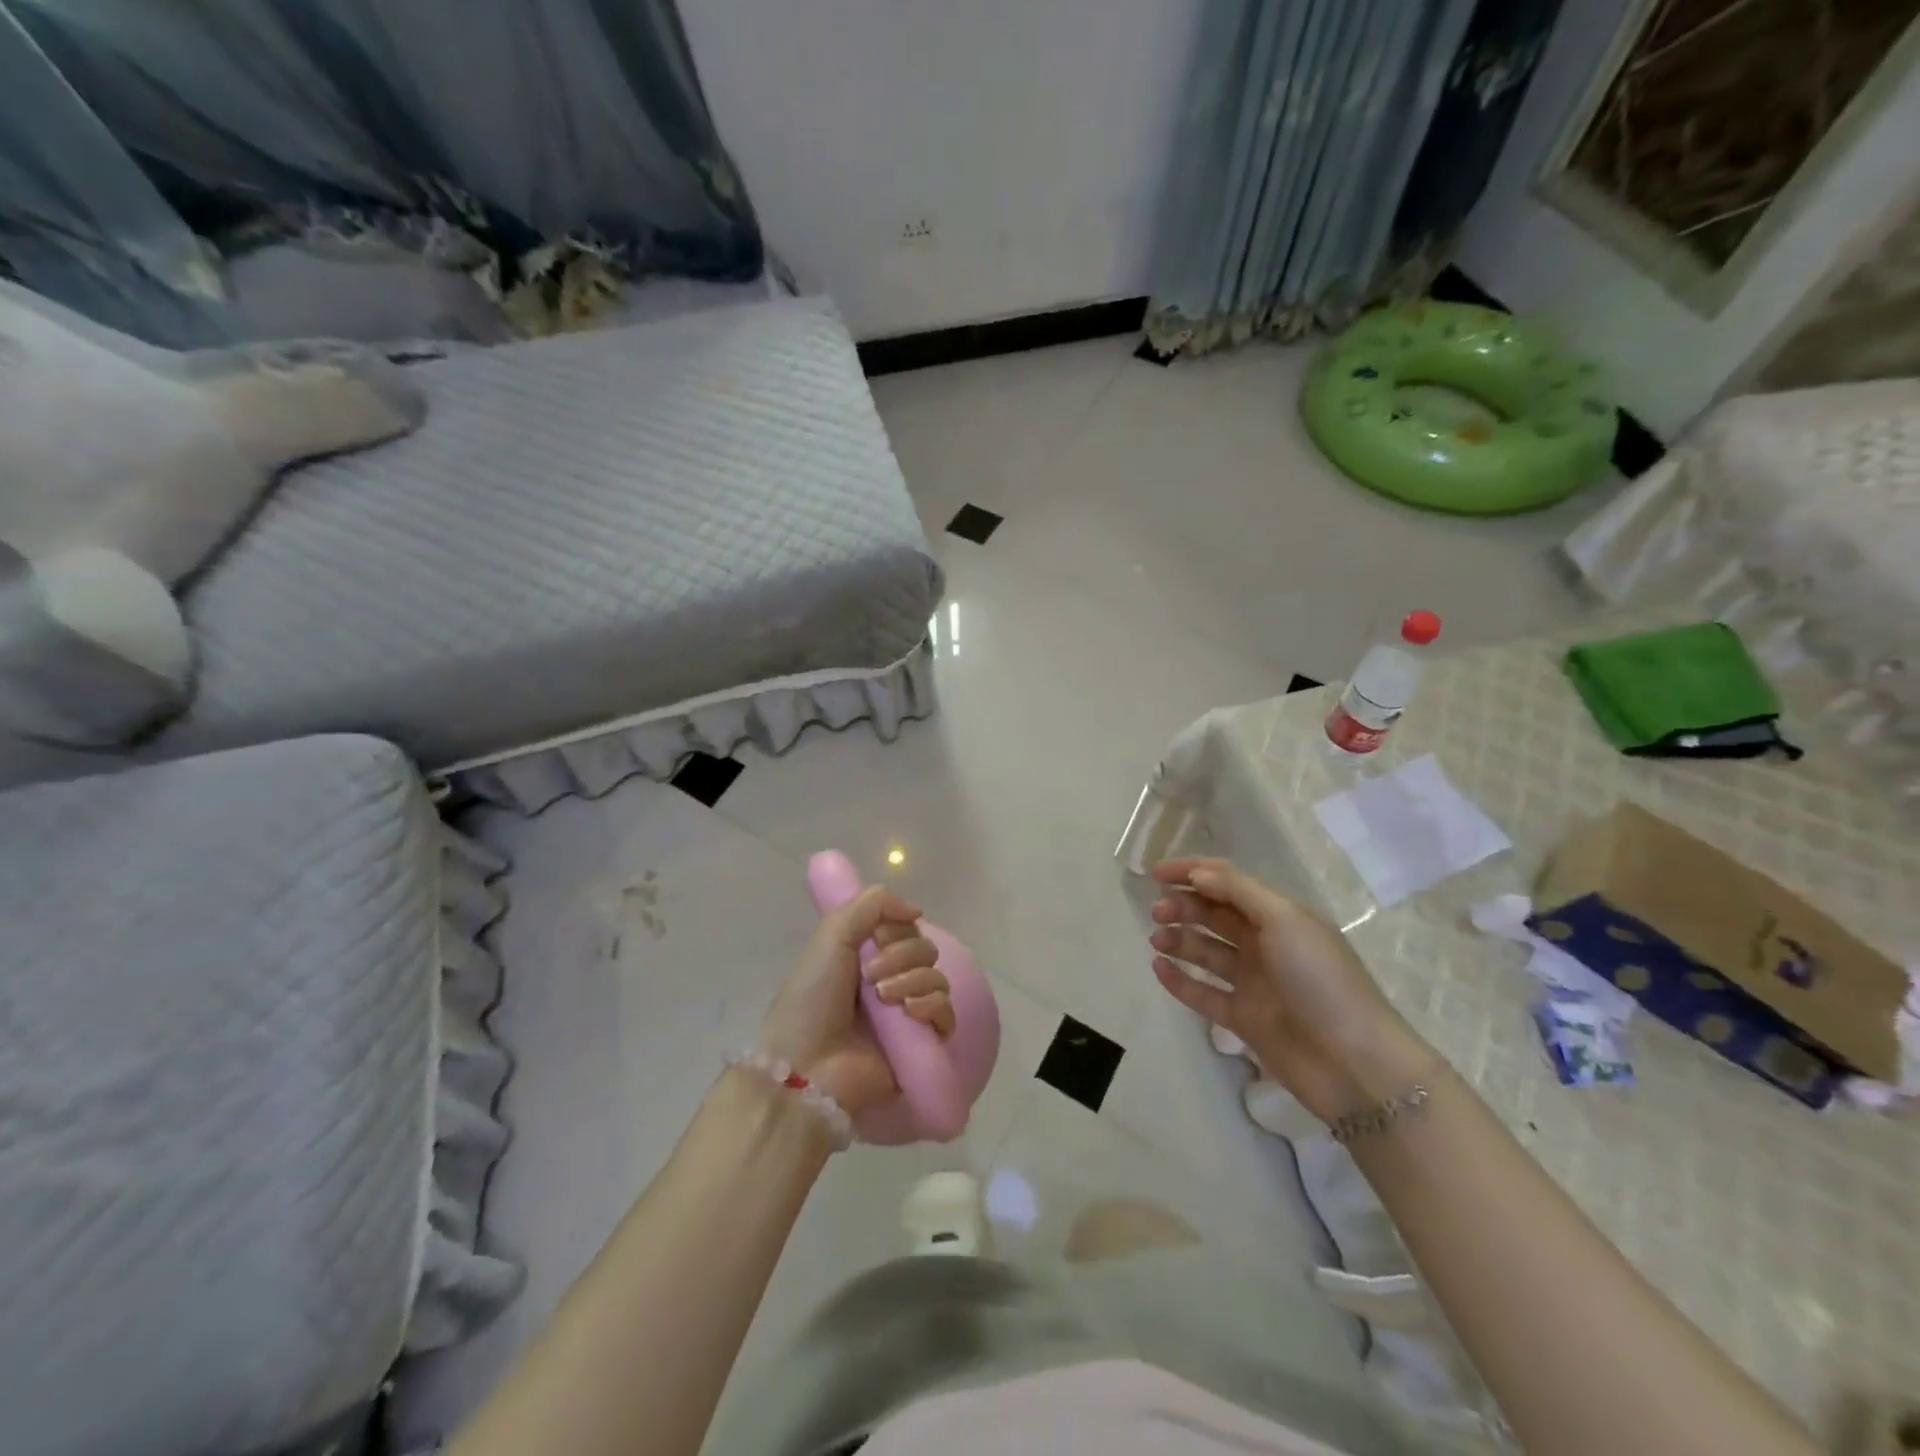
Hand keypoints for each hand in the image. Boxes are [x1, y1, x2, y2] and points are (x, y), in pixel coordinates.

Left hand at [760, 886, 953, 1114]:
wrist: (807, 1065)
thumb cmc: (812, 999)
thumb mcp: (832, 935)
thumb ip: (872, 904)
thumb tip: (916, 911)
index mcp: (866, 956)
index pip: (906, 928)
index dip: (897, 928)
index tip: (876, 938)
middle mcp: (889, 981)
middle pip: (925, 950)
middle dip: (901, 956)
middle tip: (872, 977)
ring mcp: (906, 1014)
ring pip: (937, 979)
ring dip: (913, 980)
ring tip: (886, 999)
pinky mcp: (921, 1044)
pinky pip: (947, 1014)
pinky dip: (933, 1006)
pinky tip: (911, 1012)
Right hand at [1148, 857, 1435, 1123]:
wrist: (1352, 1063)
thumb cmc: (1320, 979)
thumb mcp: (1284, 920)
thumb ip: (1237, 891)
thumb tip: (1197, 874)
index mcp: (1279, 916)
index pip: (1229, 883)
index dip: (1193, 873)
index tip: (1156, 874)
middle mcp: (1265, 944)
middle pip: (1215, 915)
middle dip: (1184, 906)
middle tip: (1157, 912)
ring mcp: (1254, 983)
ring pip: (1206, 952)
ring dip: (1179, 940)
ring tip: (1157, 940)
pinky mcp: (1243, 1019)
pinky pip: (1203, 993)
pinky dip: (1180, 980)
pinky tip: (1159, 968)